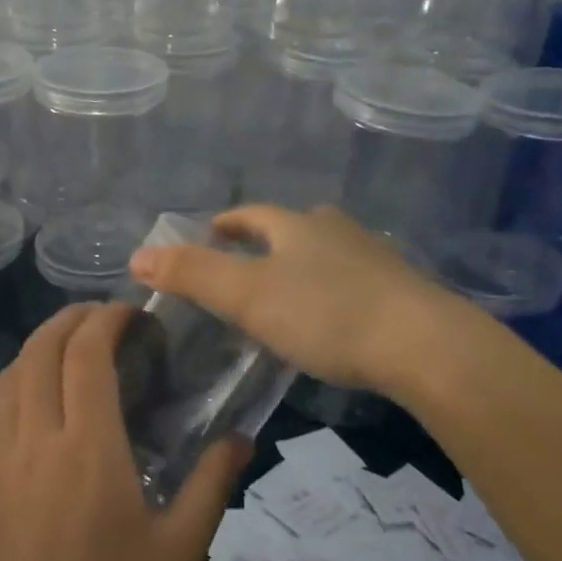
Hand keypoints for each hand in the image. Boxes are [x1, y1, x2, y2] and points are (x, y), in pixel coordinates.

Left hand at [0, 304, 250, 560]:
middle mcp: (37, 439)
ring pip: (12, 373)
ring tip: (75, 347)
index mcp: (88, 449)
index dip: (107, 319)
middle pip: (41, 348)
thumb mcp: (179, 552)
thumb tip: (241, 439)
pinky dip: (22, 378)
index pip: (86, 353)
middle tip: (106, 318)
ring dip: (41, 344)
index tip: (133, 313)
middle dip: (71, 318)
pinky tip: (46, 400)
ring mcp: (0, 458)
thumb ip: (211, 485)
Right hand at [129, 204, 472, 394]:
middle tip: (248, 258)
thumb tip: (136, 256)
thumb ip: (192, 275)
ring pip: (330, 251)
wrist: (424, 346)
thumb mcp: (248, 296)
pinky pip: (356, 281)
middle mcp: (337, 232)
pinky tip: (336, 317)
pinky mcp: (403, 293)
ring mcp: (375, 260)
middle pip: (296, 226)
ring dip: (305, 262)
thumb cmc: (326, 314)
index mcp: (297, 227)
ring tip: (289, 288)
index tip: (212, 231)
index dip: (229, 222)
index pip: (253, 215)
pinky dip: (335, 289)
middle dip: (270, 238)